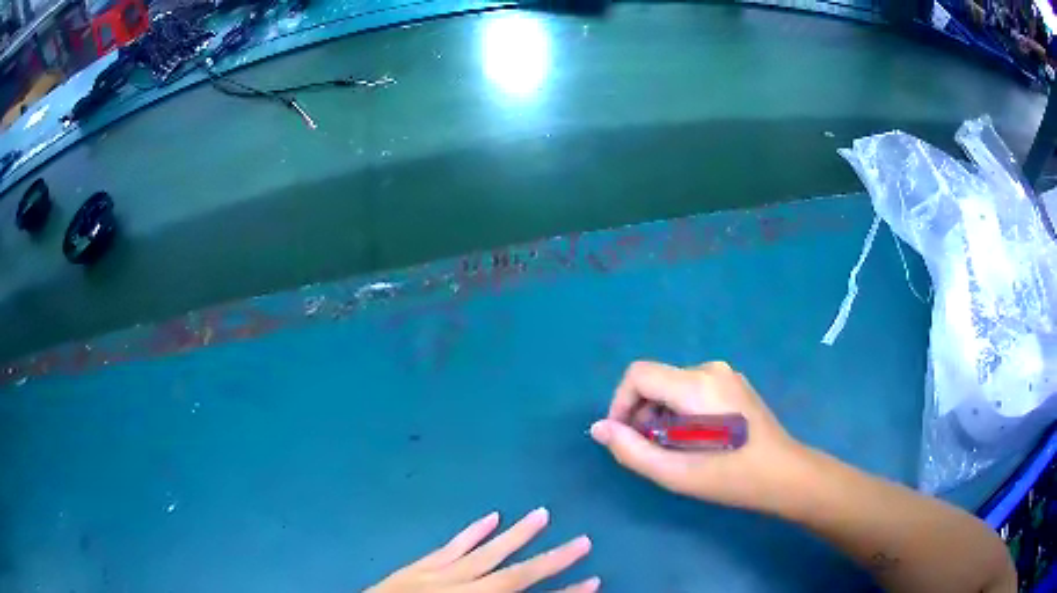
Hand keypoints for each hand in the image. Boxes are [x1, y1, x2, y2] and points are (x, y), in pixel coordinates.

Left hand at [367, 508, 598, 592]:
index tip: (594, 581)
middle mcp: (462, 590)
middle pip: (514, 574)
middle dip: (551, 560)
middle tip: (583, 540)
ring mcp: (437, 576)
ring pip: (484, 553)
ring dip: (515, 535)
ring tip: (541, 514)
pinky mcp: (418, 568)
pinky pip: (449, 548)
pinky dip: (471, 533)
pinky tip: (489, 517)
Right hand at [590, 360, 803, 512]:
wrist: (784, 474)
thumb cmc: (731, 477)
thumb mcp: (676, 473)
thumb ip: (632, 450)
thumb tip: (599, 428)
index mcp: (697, 385)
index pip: (638, 375)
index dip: (620, 403)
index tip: (622, 437)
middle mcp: (710, 369)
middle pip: (655, 380)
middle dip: (641, 414)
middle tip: (650, 450)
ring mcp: (725, 374)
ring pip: (672, 385)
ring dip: (660, 415)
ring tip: (673, 449)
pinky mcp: (733, 384)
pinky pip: (691, 388)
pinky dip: (679, 411)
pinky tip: (692, 439)